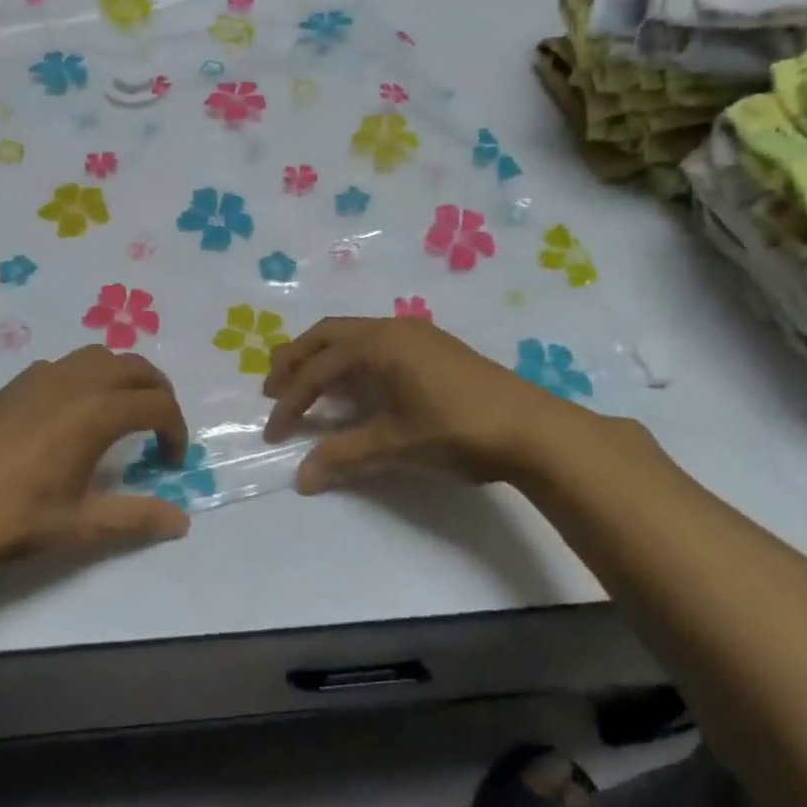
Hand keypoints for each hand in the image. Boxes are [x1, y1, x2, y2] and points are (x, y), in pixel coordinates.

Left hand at [0, 346, 190, 565]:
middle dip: (158, 393)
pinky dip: (89, 375)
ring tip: (124, 412)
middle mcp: (75, 382)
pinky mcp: (16, 383)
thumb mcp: (81, 525)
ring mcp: (42, 377)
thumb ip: (137, 518)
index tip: (171, 464)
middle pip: (135, 367)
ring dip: (125, 377)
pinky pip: (68, 363)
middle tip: (160, 429)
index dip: (175, 431)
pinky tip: (76, 412)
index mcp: (96, 412)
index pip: (157, 405)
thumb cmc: (13, 517)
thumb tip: (182, 521)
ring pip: (100, 356)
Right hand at [262, 316, 593, 493]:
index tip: (274, 433)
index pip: (317, 370)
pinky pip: (376, 342)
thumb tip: (301, 477)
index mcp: (377, 344)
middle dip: (295, 359)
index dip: (290, 401)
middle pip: (327, 335)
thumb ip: (345, 456)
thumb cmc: (457, 430)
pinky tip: (355, 384)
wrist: (533, 429)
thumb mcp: (396, 445)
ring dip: (323, 355)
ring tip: (305, 382)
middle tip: (272, 388)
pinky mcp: (434, 347)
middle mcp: (391, 328)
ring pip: (353, 335)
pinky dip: (351, 358)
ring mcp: (416, 334)